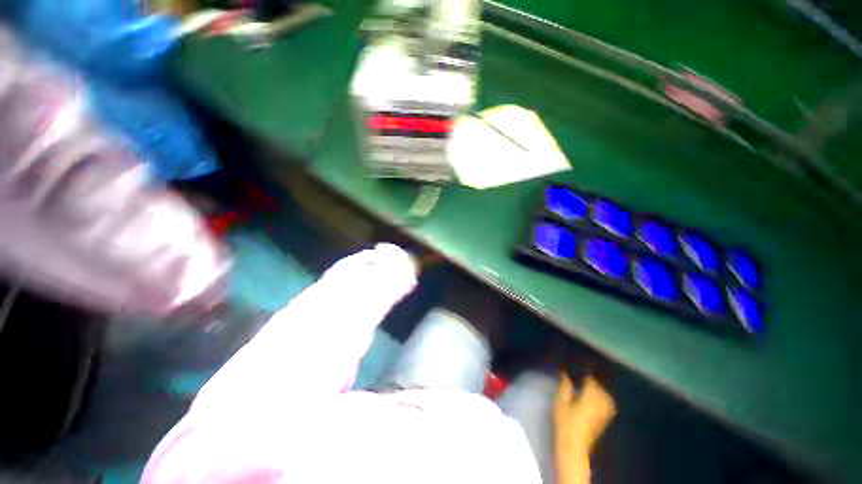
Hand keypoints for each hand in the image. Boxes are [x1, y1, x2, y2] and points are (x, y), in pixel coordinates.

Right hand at [553, 373, 615, 483]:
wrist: (574, 446)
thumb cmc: (565, 421)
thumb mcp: (561, 400)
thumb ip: (565, 383)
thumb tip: (566, 369)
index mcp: (592, 393)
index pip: (590, 374)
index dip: (585, 364)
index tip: (578, 355)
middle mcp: (603, 399)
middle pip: (599, 380)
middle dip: (592, 372)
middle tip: (581, 362)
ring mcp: (607, 408)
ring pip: (604, 388)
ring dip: (597, 381)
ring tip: (586, 374)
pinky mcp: (606, 415)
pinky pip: (605, 397)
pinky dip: (600, 391)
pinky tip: (592, 389)